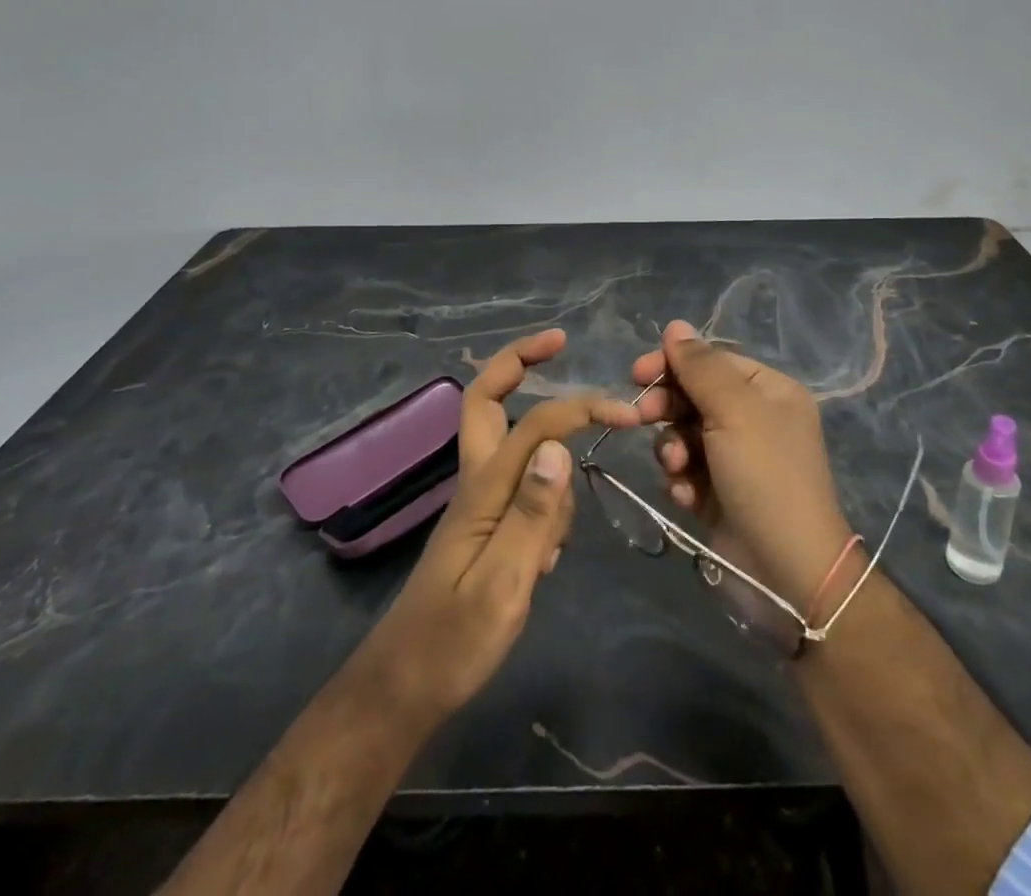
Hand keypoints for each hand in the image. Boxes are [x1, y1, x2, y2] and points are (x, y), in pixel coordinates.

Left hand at [361, 329, 642, 723]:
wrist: (405, 688)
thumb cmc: (455, 641)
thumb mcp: (504, 583)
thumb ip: (533, 513)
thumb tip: (559, 444)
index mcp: (483, 488)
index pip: (536, 425)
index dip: (580, 407)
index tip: (625, 413)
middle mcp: (477, 480)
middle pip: (486, 399)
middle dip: (518, 360)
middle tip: (557, 341)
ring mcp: (478, 500)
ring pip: (513, 444)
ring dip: (545, 450)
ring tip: (557, 531)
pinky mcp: (485, 523)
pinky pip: (521, 485)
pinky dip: (544, 497)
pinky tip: (547, 555)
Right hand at [630, 322, 856, 620]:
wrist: (787, 573)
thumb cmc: (766, 477)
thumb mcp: (735, 411)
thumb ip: (701, 367)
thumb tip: (675, 325)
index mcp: (768, 391)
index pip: (713, 361)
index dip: (673, 363)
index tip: (637, 373)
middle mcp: (754, 419)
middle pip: (694, 396)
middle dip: (668, 408)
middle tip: (642, 419)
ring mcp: (736, 458)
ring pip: (684, 434)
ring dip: (672, 448)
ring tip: (677, 468)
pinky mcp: (719, 493)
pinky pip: (687, 470)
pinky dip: (682, 480)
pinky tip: (687, 496)